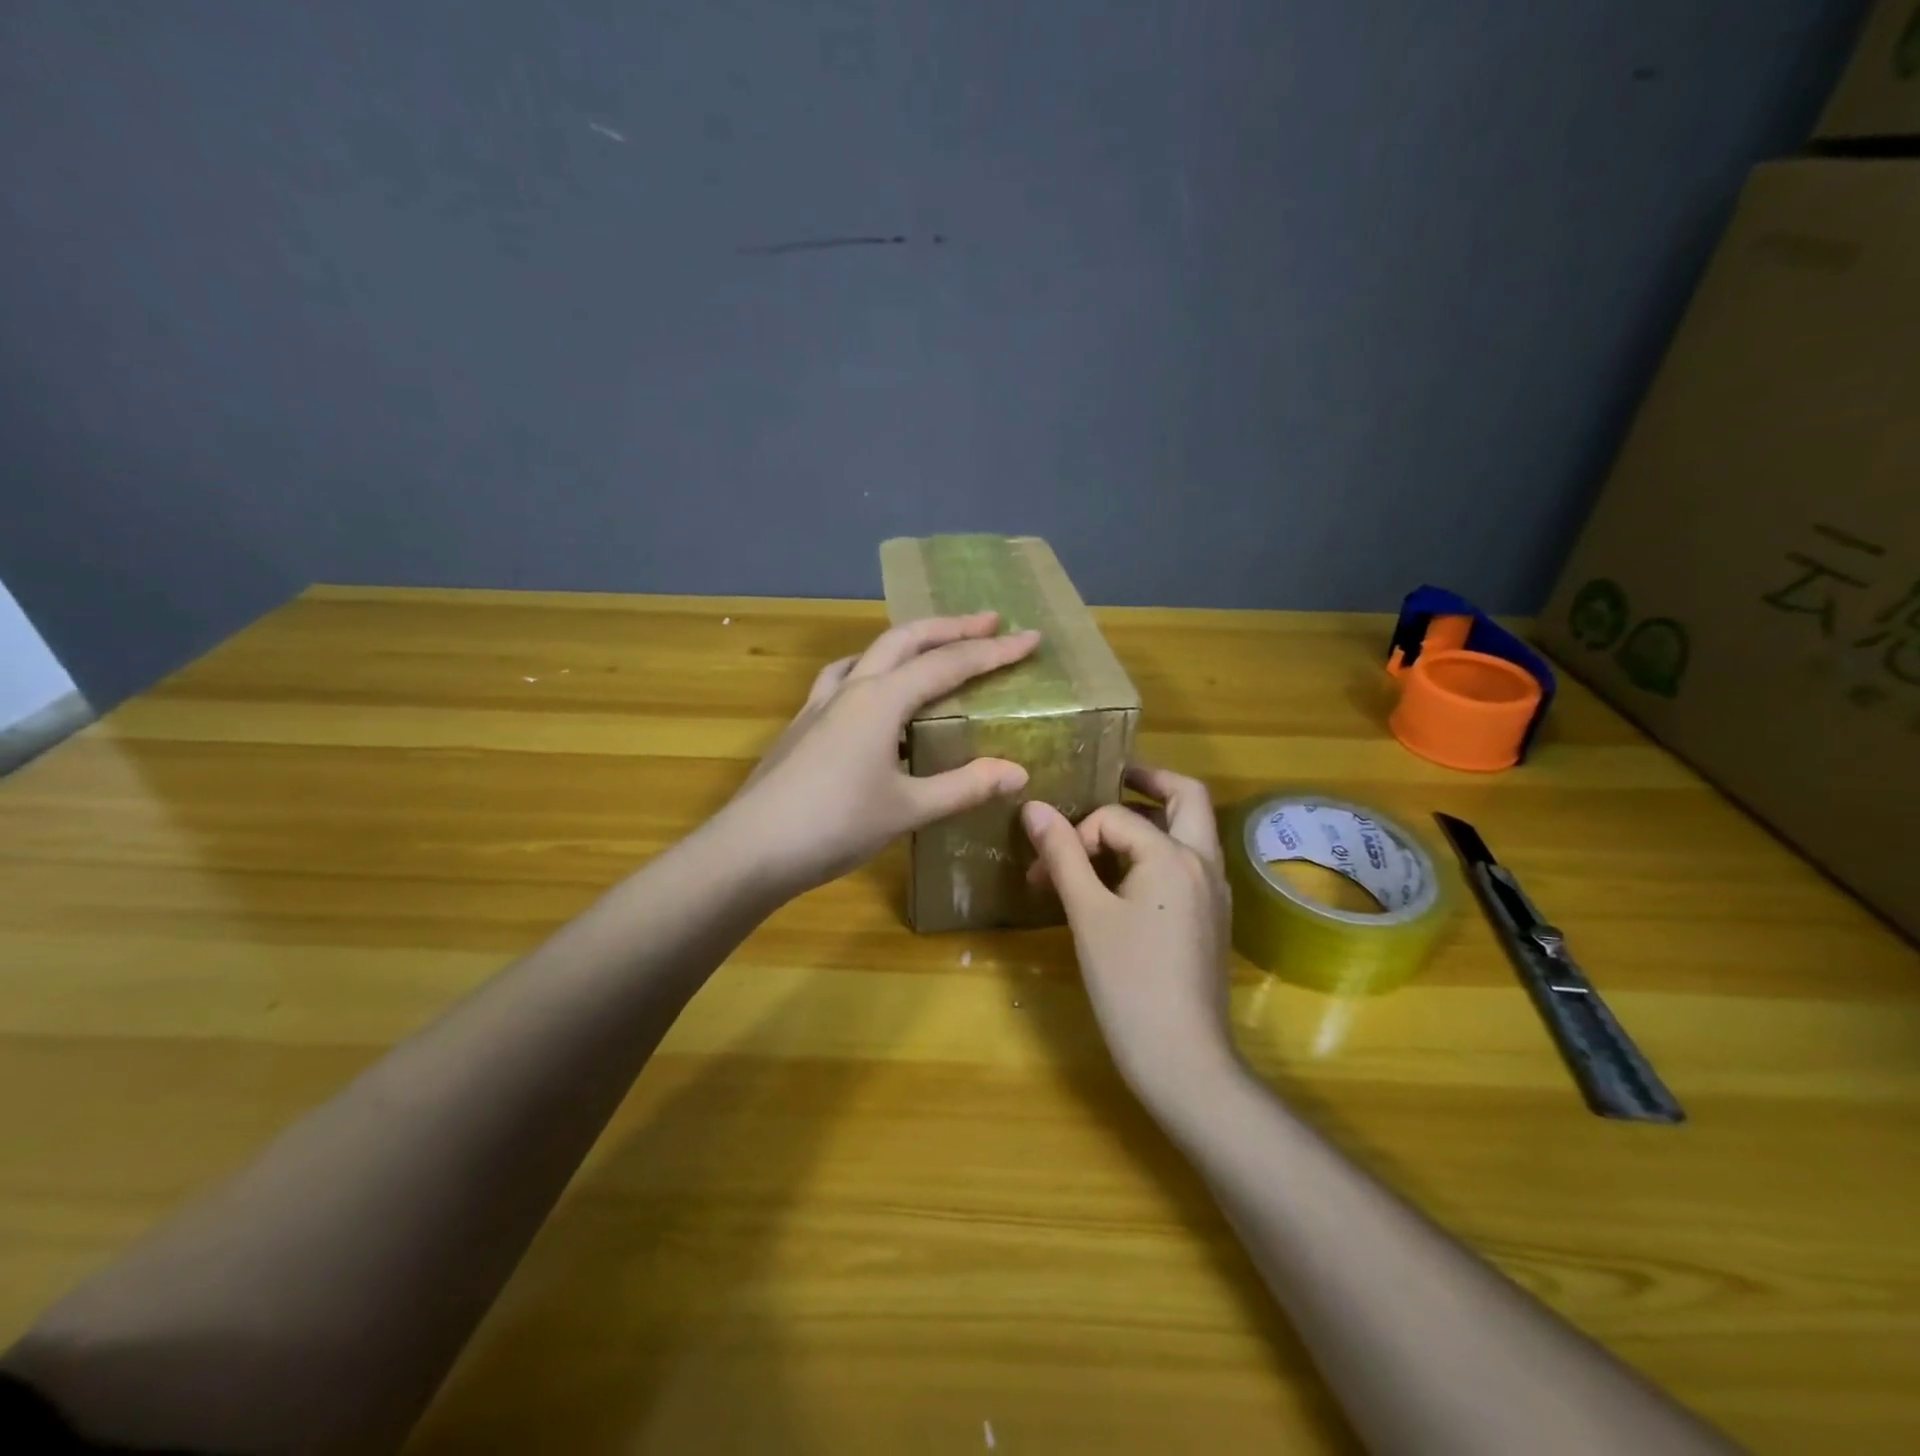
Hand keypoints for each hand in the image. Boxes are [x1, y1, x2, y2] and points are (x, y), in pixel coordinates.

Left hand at [722, 612, 1040, 897]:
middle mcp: (851, 689)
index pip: (948, 664)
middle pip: (905, 639)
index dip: (993, 651)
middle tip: (988, 622)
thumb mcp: (908, 809)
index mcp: (881, 700)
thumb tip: (1018, 771)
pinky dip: (869, 671)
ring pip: (868, 653)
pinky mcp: (802, 726)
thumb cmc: (835, 826)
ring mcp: (819, 705)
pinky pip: (843, 680)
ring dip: (906, 643)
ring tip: (930, 649)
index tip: (1030, 638)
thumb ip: (964, 787)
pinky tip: (870, 695)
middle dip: (950, 627)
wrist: (750, 849)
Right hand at [1021, 766, 1236, 1104]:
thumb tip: (1034, 808)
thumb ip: (1063, 855)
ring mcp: (1215, 891)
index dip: (1076, 835)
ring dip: (1156, 816)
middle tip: (1110, 780)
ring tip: (1109, 830)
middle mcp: (1204, 863)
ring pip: (1192, 829)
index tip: (1045, 870)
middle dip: (1148, 782)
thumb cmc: (1129, 983)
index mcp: (1175, 855)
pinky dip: (1162, 849)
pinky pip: (1190, 862)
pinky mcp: (1212, 918)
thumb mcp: (1088, 914)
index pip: (1118, 817)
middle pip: (1187, 796)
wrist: (1183, 1060)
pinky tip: (1126, 875)